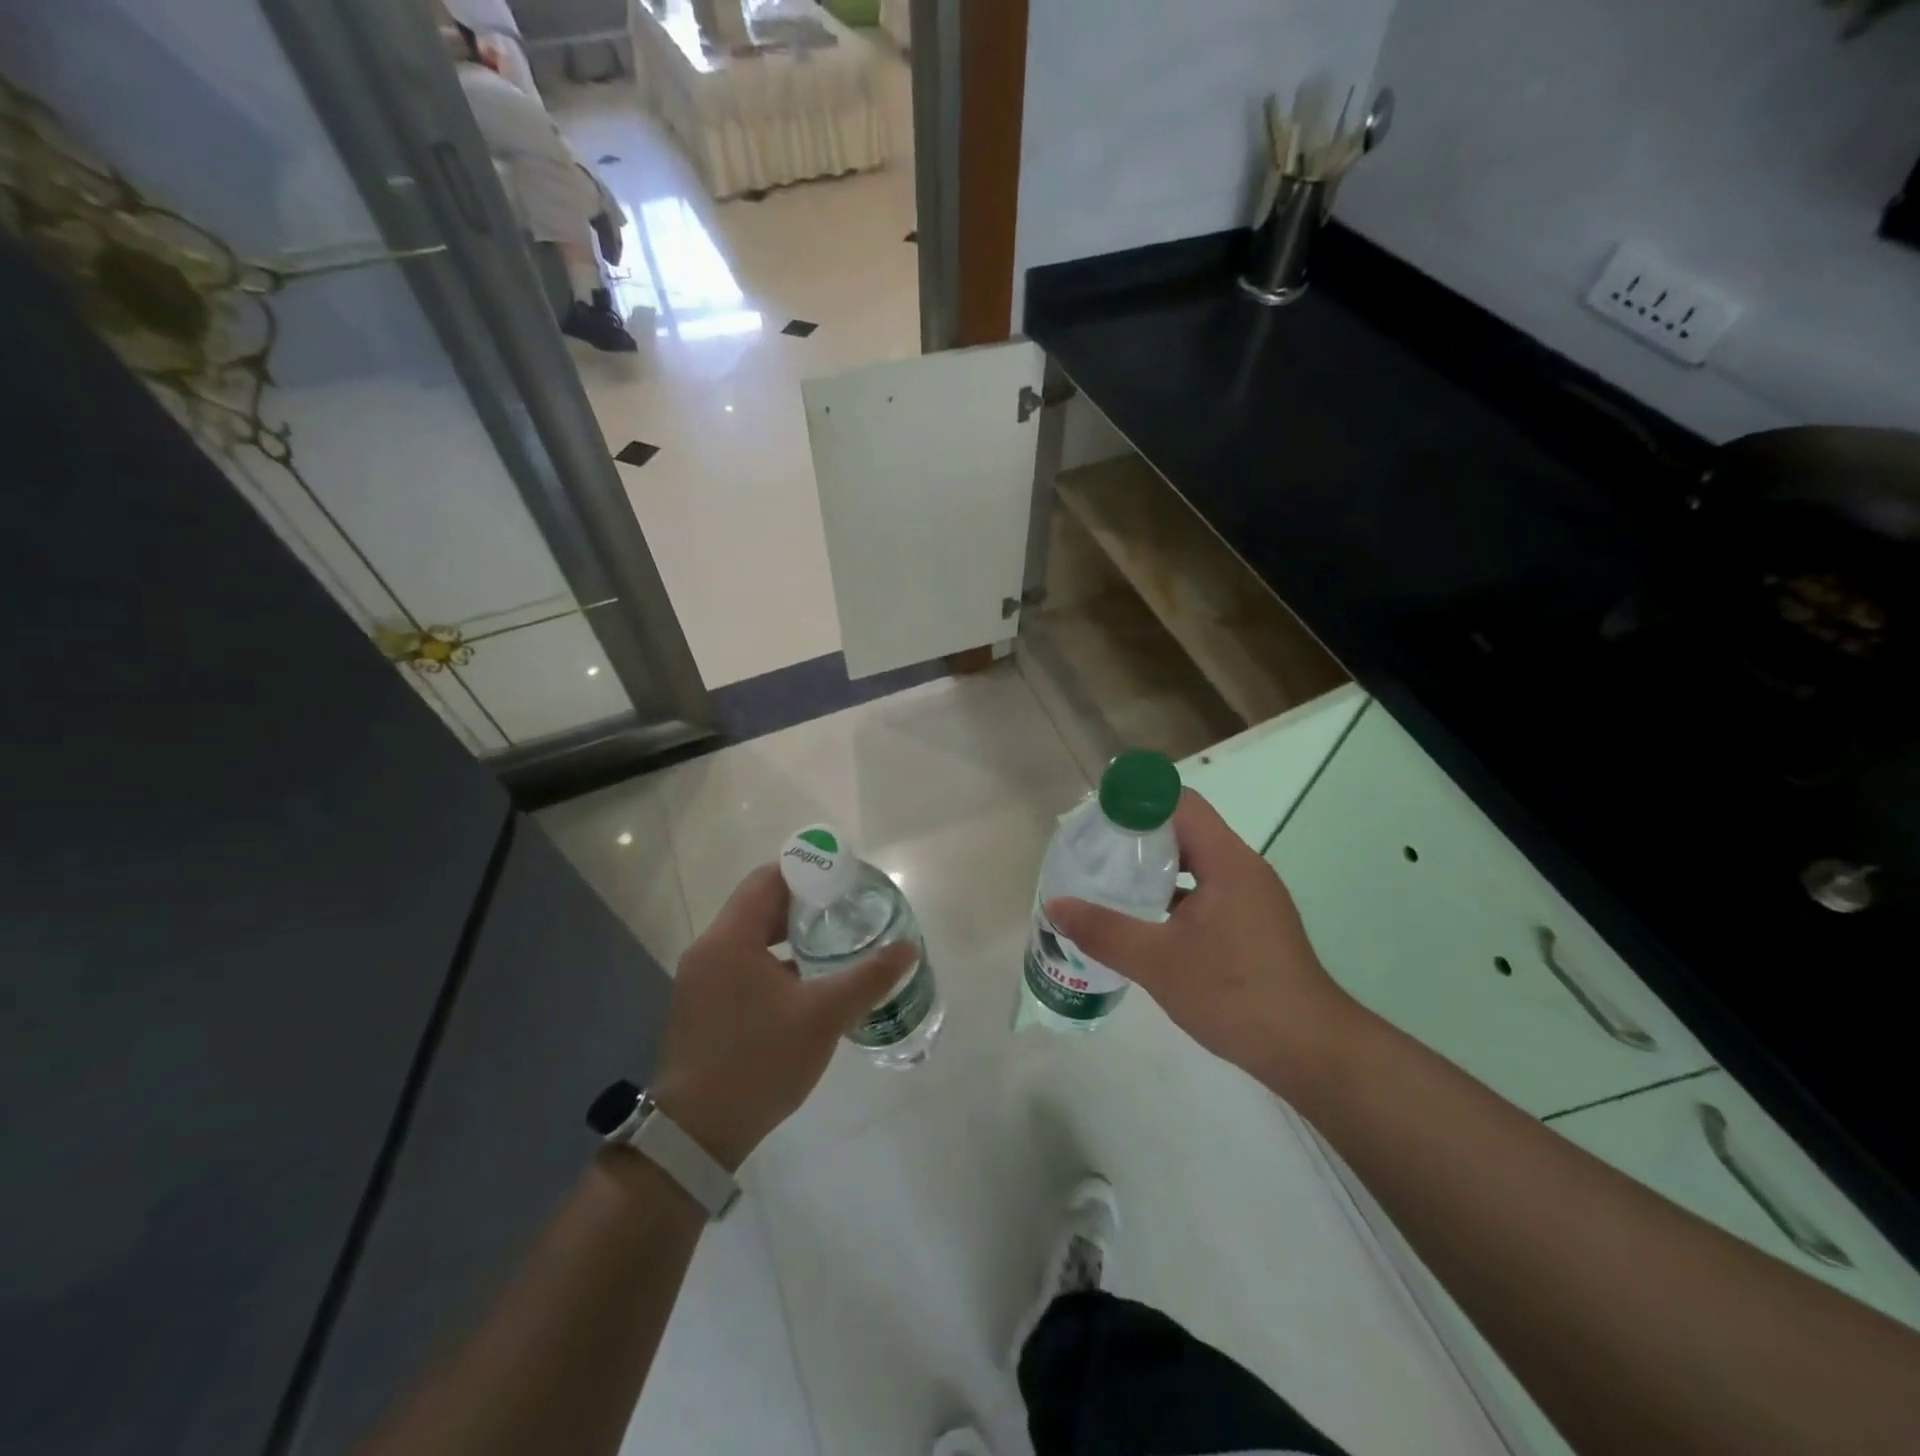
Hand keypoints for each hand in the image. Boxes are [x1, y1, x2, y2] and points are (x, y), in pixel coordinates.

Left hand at [651, 865, 915, 1169]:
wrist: (697, 1135)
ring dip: (790, 933)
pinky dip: (774, 960)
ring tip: (834, 939)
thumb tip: (908, 949)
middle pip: (760, 905)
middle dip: (805, 902)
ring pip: (752, 936)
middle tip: (848, 908)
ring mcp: (701, 979)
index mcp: (730, 938)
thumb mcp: (824, 1016)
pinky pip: (743, 963)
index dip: (808, 871)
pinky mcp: (703, 1005)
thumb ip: (869, 977)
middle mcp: (710, 949)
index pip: (768, 878)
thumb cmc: (759, 1062)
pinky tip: (807, 981)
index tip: (845, 879)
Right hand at [1044, 790, 1359, 1095]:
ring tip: (1111, 882)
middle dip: (1138, 834)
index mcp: (1227, 861)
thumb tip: (1055, 905)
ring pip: (1196, 863)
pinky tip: (1145, 922)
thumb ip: (1103, 930)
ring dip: (1155, 867)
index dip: (1138, 799)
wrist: (1311, 1051)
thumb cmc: (1234, 993)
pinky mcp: (1253, 925)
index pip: (1180, 802)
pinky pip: (1207, 891)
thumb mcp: (1157, 962)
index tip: (1098, 815)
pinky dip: (1174, 895)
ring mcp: (1252, 898)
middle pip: (1186, 829)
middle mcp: (1243, 869)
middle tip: (1095, 850)